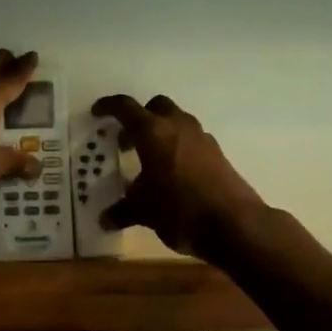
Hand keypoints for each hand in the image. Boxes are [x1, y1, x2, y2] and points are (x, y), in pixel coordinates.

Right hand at [90, 93, 267, 258]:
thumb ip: (123, 211)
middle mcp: (178, 126)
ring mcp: (201, 138)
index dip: (108, 106)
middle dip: (140, 118)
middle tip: (127, 141)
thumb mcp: (144, 211)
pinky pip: (192, 140)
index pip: (125, 108)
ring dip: (162, 132)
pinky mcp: (218, 153)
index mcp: (153, 132)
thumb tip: (105, 219)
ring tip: (149, 159)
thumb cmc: (179, 210)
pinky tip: (173, 173)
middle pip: (156, 106)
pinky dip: (179, 147)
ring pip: (177, 121)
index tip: (97, 112)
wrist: (234, 224)